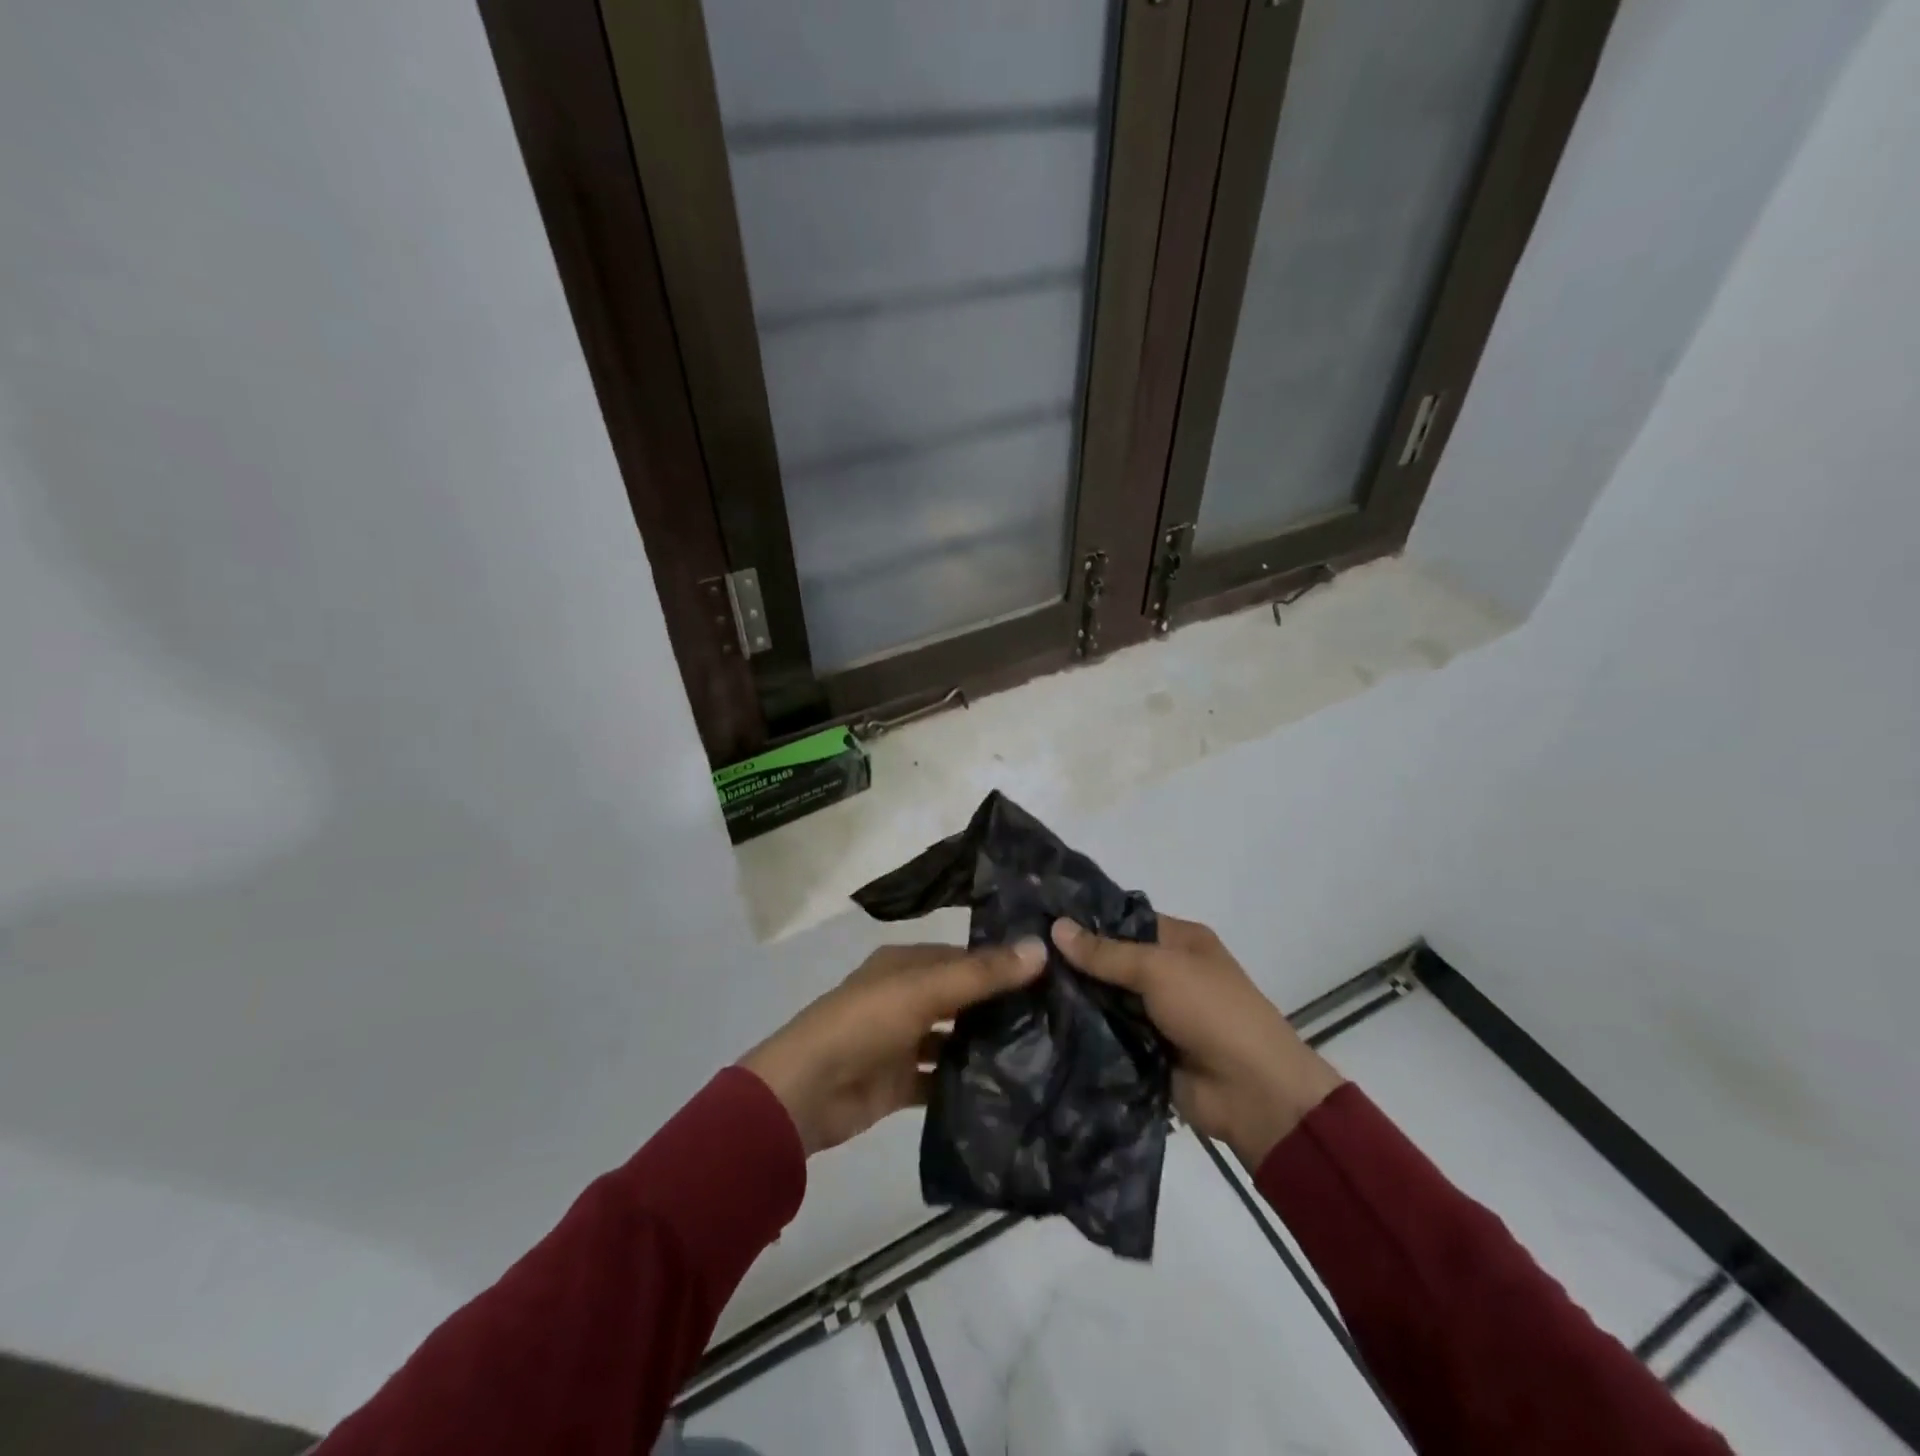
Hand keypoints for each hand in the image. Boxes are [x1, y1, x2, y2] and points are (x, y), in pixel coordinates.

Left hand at [740, 938, 1047, 1156]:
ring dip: (985, 1045)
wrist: (804, 1093)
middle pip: (960, 997)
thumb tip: (1041, 947)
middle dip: (999, 1006)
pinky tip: (1006, 1091)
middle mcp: (904, 997)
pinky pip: (940, 1079)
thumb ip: (982, 974)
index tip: (1051, 976)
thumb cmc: (864, 1024)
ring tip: (1042, 1054)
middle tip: (1057, 1017)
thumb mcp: (924, 990)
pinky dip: (965, 1083)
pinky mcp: (900, 1083)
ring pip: (953, 1039)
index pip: (963, 957)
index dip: (1002, 963)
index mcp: (904, 965)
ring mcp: (901, 1042)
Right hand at [1051, 915, 1343, 1169]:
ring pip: (1104, 998)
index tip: (1036, 915)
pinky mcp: (1143, 1050)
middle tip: (1022, 952)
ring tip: (1018, 985)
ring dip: (1073, 997)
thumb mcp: (1159, 969)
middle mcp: (1166, 972)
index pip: (1123, 919)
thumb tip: (1055, 926)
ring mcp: (1154, 1013)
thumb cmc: (1212, 1011)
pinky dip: (1082, 1031)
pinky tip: (1039, 1021)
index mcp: (1180, 941)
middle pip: (1110, 960)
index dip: (1085, 918)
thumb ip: (1106, 952)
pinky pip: (1106, 1034)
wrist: (1253, 1093)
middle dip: (1072, 960)